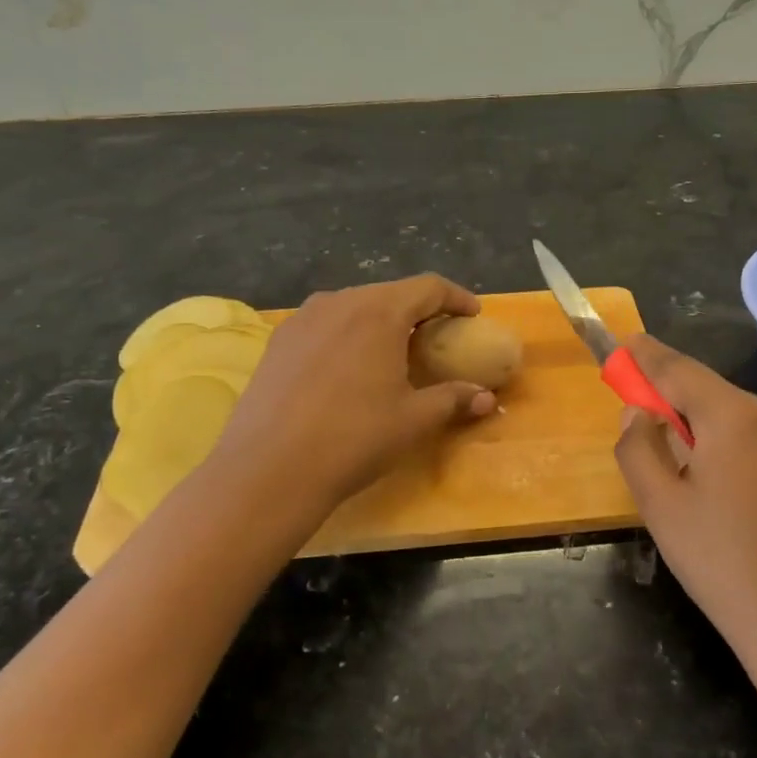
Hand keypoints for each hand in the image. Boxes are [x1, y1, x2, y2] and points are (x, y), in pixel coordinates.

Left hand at [209, 275, 497, 511]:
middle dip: (419, 309)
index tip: (472, 314)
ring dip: (381, 319)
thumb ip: (453, 400)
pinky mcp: (278, 340)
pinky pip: (325, 323)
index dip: (456, 297)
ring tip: (393, 348)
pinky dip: (348, 332)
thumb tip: (487, 398)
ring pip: (354, 305)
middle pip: (390, 292)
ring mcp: (302, 318)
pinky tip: (349, 364)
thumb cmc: (353, 439)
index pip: (428, 287)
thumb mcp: (413, 420)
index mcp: (379, 312)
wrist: (269, 470)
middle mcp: (340, 302)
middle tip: (436, 335)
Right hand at [613, 335, 756, 675]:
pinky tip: (745, 503)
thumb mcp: (661, 509)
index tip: (626, 344)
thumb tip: (639, 412)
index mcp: (736, 417)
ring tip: (705, 491)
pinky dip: (748, 454)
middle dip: (680, 409)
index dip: (647, 357)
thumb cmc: (726, 568)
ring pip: (745, 422)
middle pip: (714, 397)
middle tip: (655, 440)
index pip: (679, 369)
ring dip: (716, 436)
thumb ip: (637, 448)